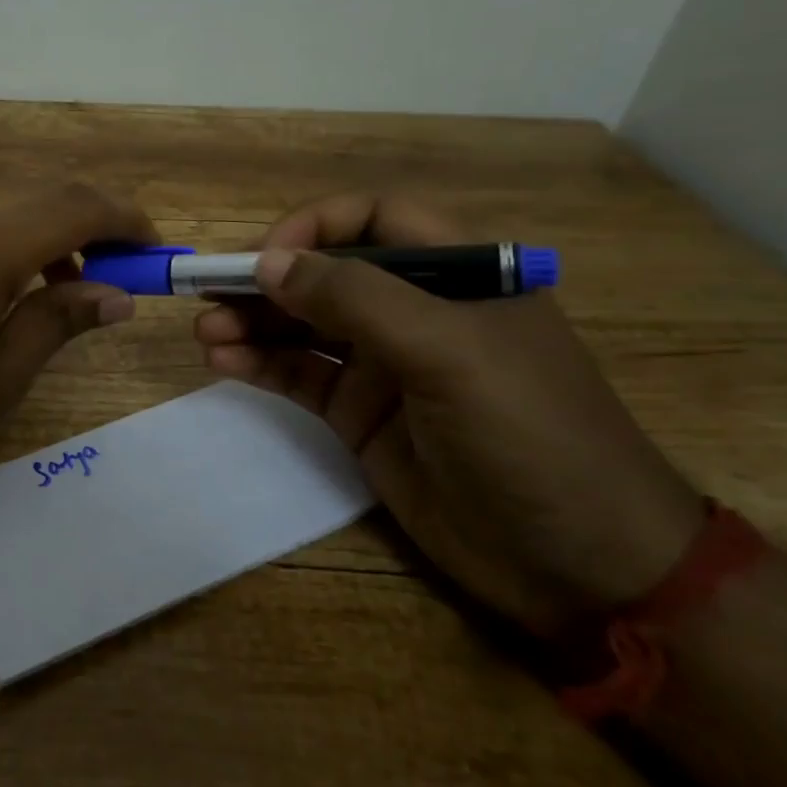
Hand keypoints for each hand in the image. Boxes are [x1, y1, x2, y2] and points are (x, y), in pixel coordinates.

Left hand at [0, 175, 156, 499]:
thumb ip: (61, 320)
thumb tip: (118, 296)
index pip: (80, 205)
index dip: (127, 221)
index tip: (153, 250)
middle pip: (44, 187)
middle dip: (90, 217)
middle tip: (112, 267)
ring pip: (1, 187)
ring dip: (42, 216)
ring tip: (56, 275)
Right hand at [195, 196, 705, 636]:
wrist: (580, 567)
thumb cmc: (530, 436)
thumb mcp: (448, 353)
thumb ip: (355, 299)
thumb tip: (268, 263)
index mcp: (458, 275)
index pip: (375, 219)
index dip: (316, 227)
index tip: (267, 257)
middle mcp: (416, 311)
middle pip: (326, 274)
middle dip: (266, 280)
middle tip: (207, 292)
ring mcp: (384, 364)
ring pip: (302, 325)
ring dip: (251, 322)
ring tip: (206, 333)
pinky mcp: (360, 414)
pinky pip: (300, 375)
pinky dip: (260, 365)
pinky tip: (223, 364)